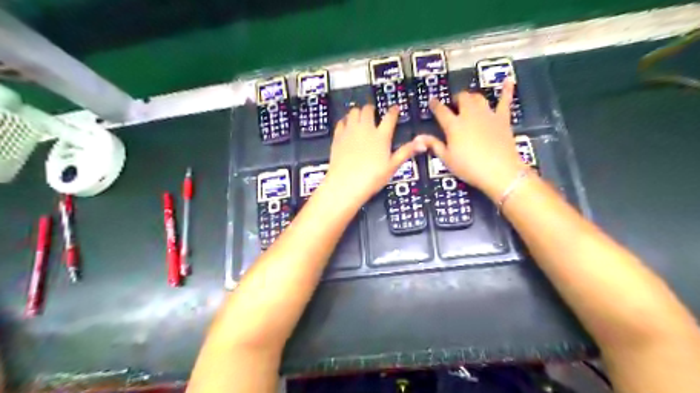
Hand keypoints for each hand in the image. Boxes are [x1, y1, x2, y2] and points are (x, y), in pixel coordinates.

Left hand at [325, 105, 419, 208]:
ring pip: (353, 112)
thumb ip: (406, 152)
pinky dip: (345, 120)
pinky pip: (341, 122)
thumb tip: (422, 143)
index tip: (395, 108)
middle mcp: (365, 129)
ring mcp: (350, 131)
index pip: (389, 117)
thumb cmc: (371, 178)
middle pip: (368, 110)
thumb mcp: (392, 167)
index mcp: (381, 136)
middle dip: (372, 109)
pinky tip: (347, 125)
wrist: (345, 184)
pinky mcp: (338, 137)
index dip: (393, 111)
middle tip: (374, 113)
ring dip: (358, 112)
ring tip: (360, 117)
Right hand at [414, 82, 525, 200]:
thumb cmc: (469, 167)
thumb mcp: (447, 159)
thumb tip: (418, 138)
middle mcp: (470, 114)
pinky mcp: (503, 118)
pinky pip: (505, 101)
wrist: (499, 171)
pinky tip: (507, 81)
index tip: (432, 101)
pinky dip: (506, 90)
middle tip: (453, 105)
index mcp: (454, 125)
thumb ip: (434, 145)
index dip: (435, 105)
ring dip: (472, 97)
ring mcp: (487, 114)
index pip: (441, 110)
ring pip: (478, 98)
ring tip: (469, 102)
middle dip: (456, 99)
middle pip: (462, 98)